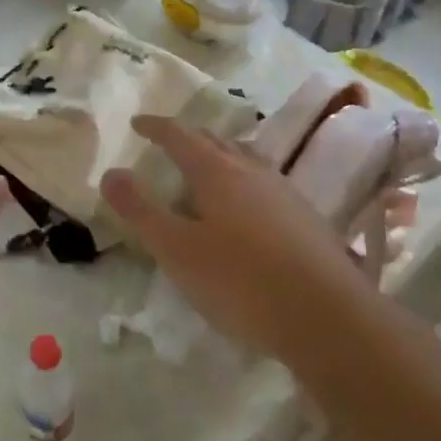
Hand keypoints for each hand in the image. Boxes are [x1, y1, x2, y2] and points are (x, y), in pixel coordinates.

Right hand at [99, 115, 375, 361]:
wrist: (329, 317)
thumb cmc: (241, 281)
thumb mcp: (176, 249)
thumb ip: (141, 210)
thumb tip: (111, 173)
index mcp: (217, 171)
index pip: (180, 135)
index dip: (156, 126)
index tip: (138, 123)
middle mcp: (253, 170)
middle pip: (216, 141)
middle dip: (188, 138)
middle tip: (168, 145)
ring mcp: (285, 192)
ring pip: (245, 160)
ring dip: (220, 157)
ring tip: (206, 171)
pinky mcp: (307, 218)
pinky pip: (265, 184)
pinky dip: (244, 183)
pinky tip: (247, 210)